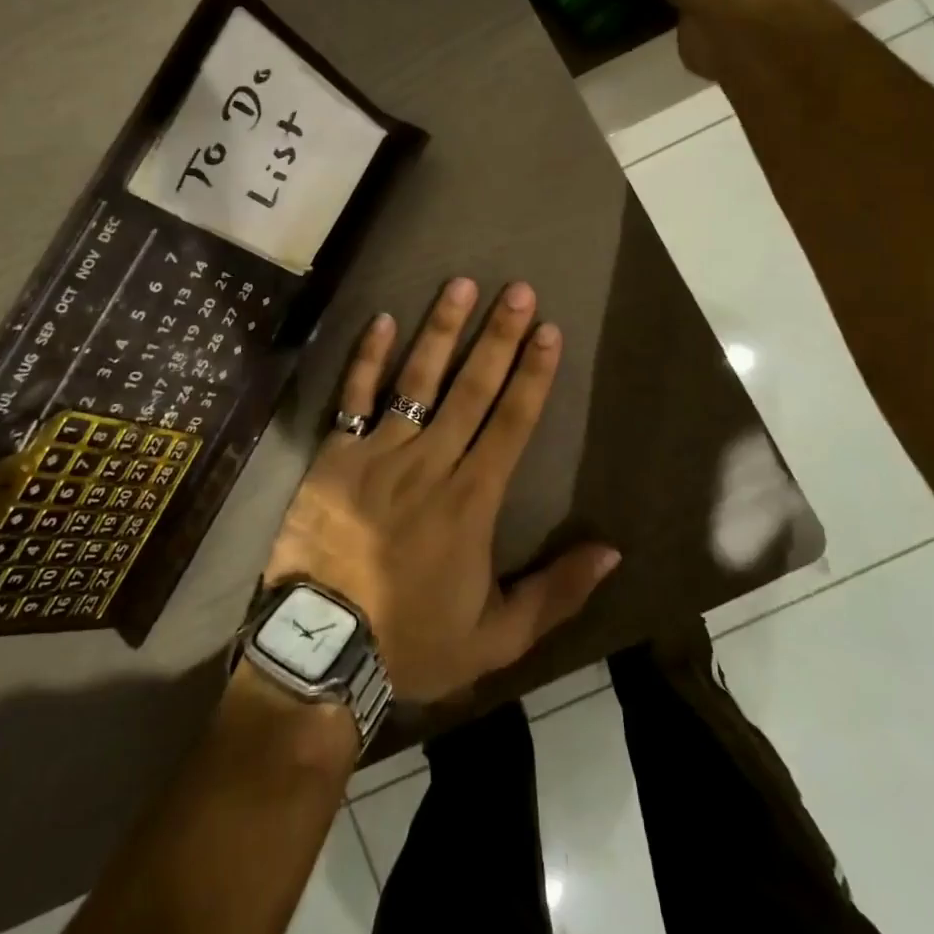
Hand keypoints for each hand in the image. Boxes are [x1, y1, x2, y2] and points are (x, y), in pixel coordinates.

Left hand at [262, 277, 620, 701]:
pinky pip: (354, 397)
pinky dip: (368, 357)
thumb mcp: (497, 639)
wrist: (322, 648)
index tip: (549, 331)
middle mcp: (431, 461)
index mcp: (472, 500)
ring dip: (442, 330)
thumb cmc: (413, 641)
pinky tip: (383, 320)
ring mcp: (380, 452)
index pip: (512, 423)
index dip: (533, 375)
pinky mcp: (336, 454)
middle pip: (473, 388)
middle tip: (518, 291)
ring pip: (418, 379)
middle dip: (499, 336)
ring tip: (461, 284)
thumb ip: (555, 592)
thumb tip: (611, 551)